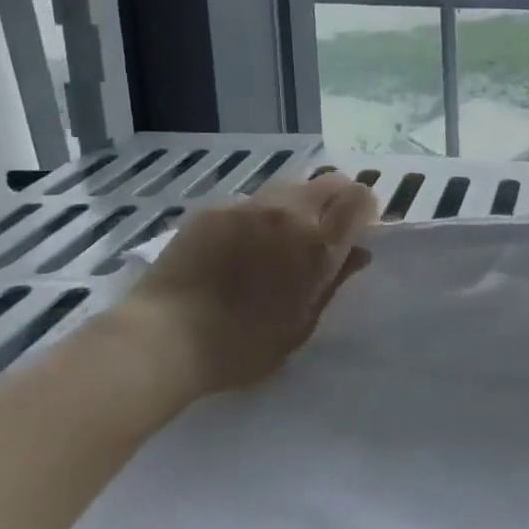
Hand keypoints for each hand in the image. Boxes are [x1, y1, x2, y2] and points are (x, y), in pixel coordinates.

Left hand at [122, 173, 377, 395]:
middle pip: (329, 181)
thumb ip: (333, 283)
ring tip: (281, 236)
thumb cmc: (241, 347)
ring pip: (290, 186)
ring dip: (298, 204)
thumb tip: (358, 253)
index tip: (359, 227)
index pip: (359, 198)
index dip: (365, 208)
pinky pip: (250, 201)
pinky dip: (258, 216)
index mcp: (317, 245)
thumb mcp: (300, 325)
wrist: (163, 339)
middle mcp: (288, 213)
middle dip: (337, 199)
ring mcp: (248, 205)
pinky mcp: (215, 208)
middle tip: (326, 229)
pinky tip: (240, 246)